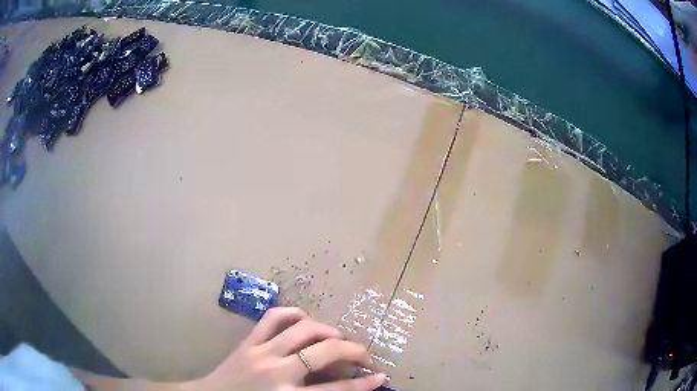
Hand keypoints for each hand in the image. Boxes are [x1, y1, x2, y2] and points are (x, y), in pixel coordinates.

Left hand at [189, 307, 385, 390]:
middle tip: (364, 356)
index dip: (363, 384)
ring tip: (337, 339)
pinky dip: (293, 313)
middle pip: (325, 353)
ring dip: (327, 330)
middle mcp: (277, 371)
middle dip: (353, 351)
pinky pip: (272, 317)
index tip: (381, 376)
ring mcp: (261, 351)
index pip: (336, 389)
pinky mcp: (248, 341)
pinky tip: (305, 318)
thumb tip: (341, 388)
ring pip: (302, 329)